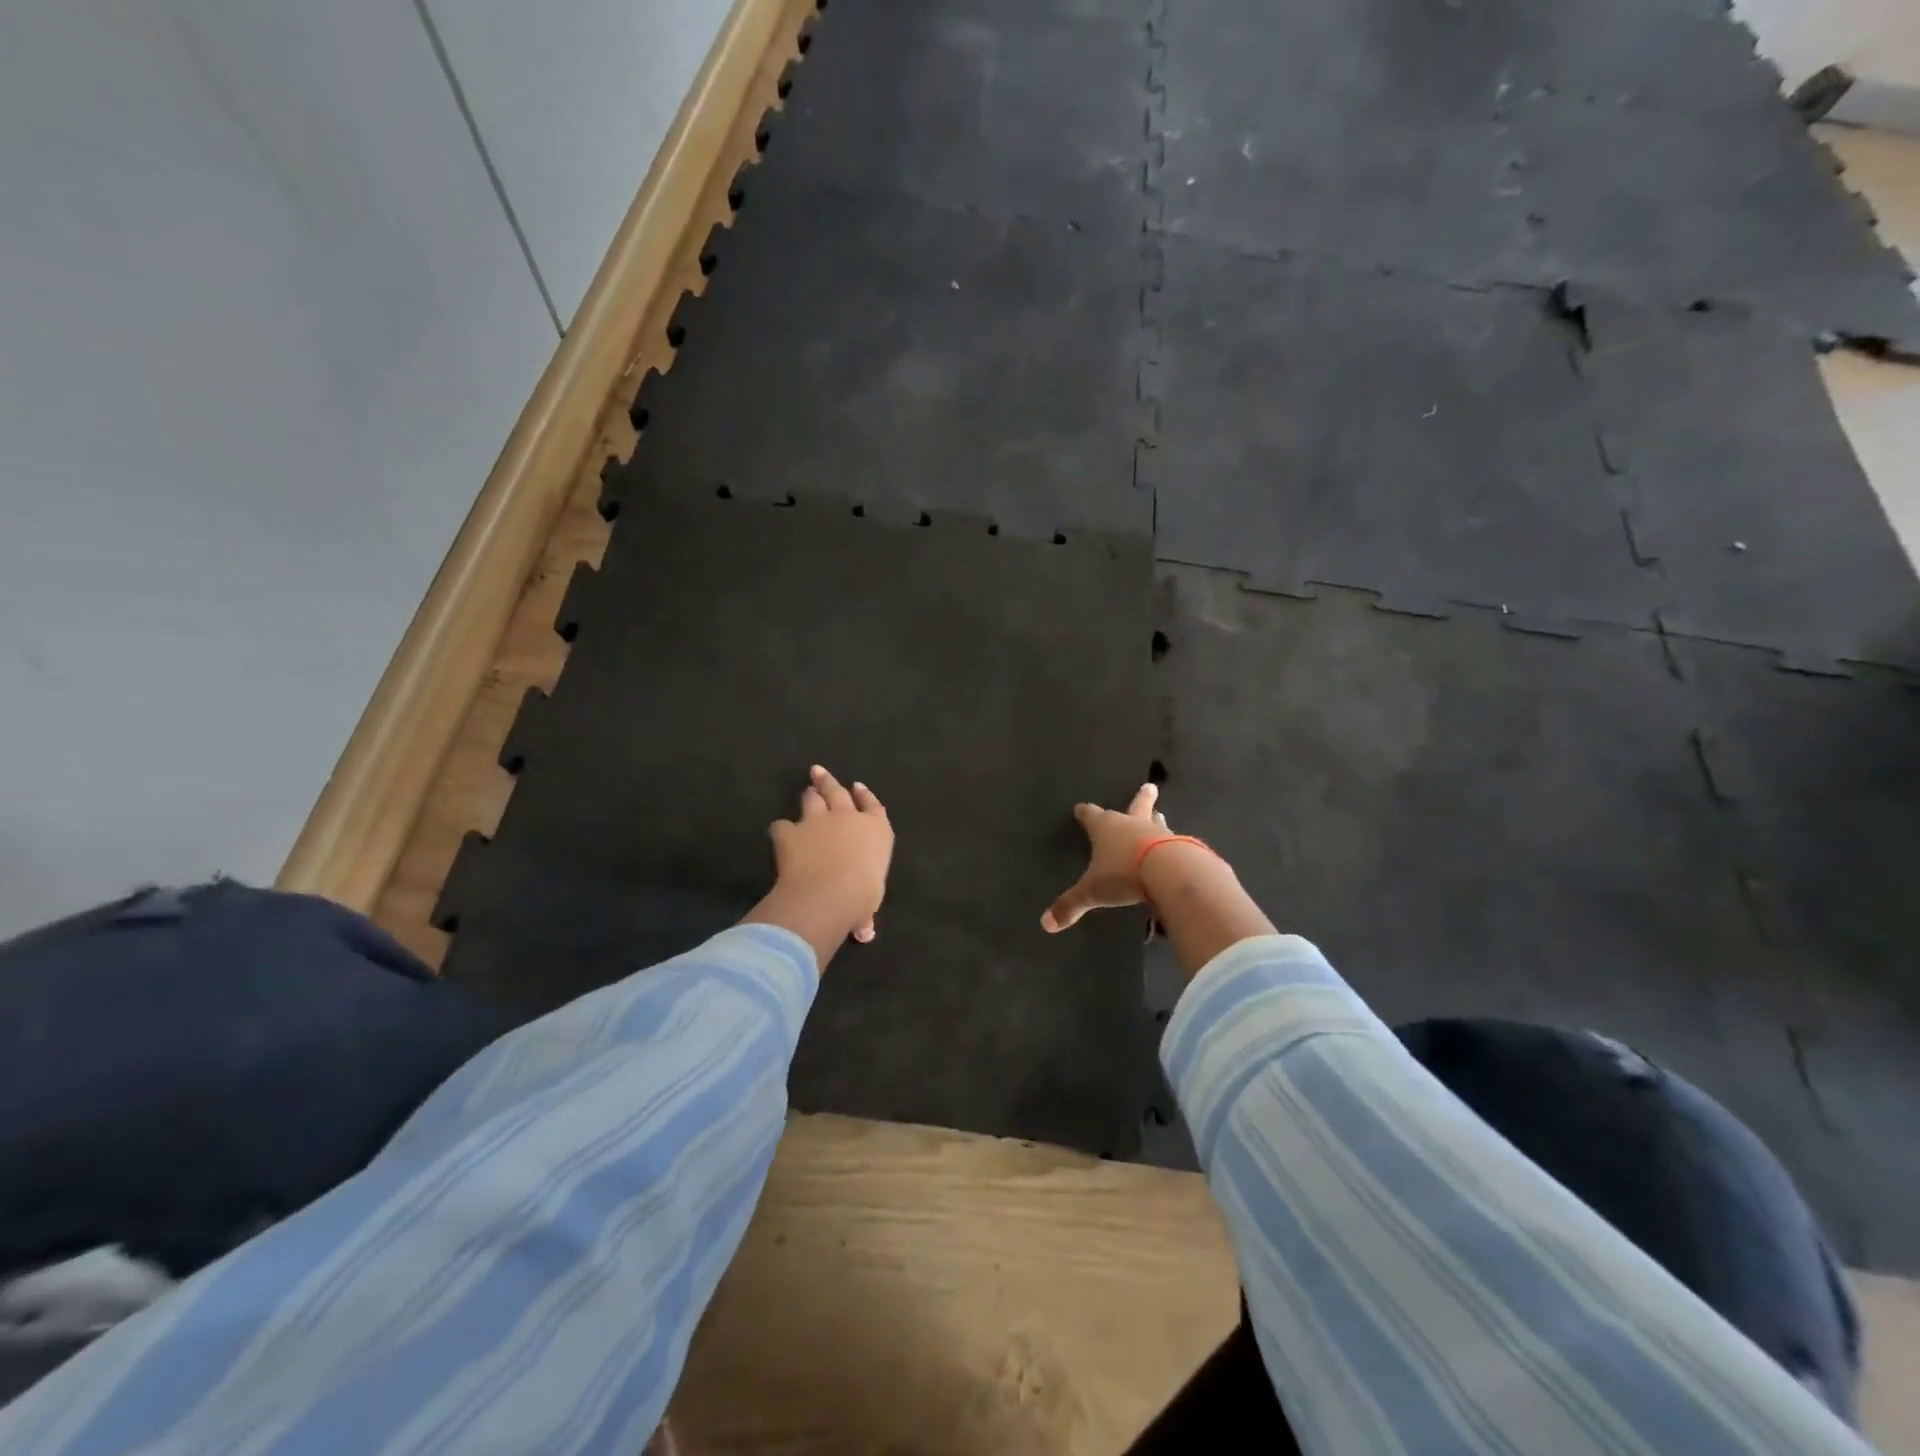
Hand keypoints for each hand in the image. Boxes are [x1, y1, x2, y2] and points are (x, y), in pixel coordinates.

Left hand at [760, 765, 892, 949]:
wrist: (829, 892)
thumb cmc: (862, 896)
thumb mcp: (868, 905)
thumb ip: (864, 914)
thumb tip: (865, 933)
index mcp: (876, 831)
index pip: (874, 806)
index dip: (865, 796)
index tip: (859, 787)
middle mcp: (848, 818)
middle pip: (838, 792)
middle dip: (829, 781)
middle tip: (819, 772)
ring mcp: (818, 821)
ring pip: (812, 799)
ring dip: (809, 795)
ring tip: (805, 791)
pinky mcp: (791, 832)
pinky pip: (782, 826)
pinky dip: (781, 830)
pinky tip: (780, 834)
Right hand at [1041, 783, 1168, 932]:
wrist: (1169, 872)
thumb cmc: (1123, 874)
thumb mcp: (1092, 892)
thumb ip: (1071, 905)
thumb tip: (1046, 924)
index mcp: (1106, 828)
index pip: (1092, 816)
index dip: (1085, 813)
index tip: (1081, 808)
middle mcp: (1132, 824)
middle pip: (1136, 805)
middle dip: (1141, 797)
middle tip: (1150, 786)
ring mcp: (1159, 833)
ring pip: (1156, 822)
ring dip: (1156, 820)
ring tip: (1161, 815)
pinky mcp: (1181, 846)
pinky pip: (1175, 843)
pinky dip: (1173, 844)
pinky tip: (1176, 848)